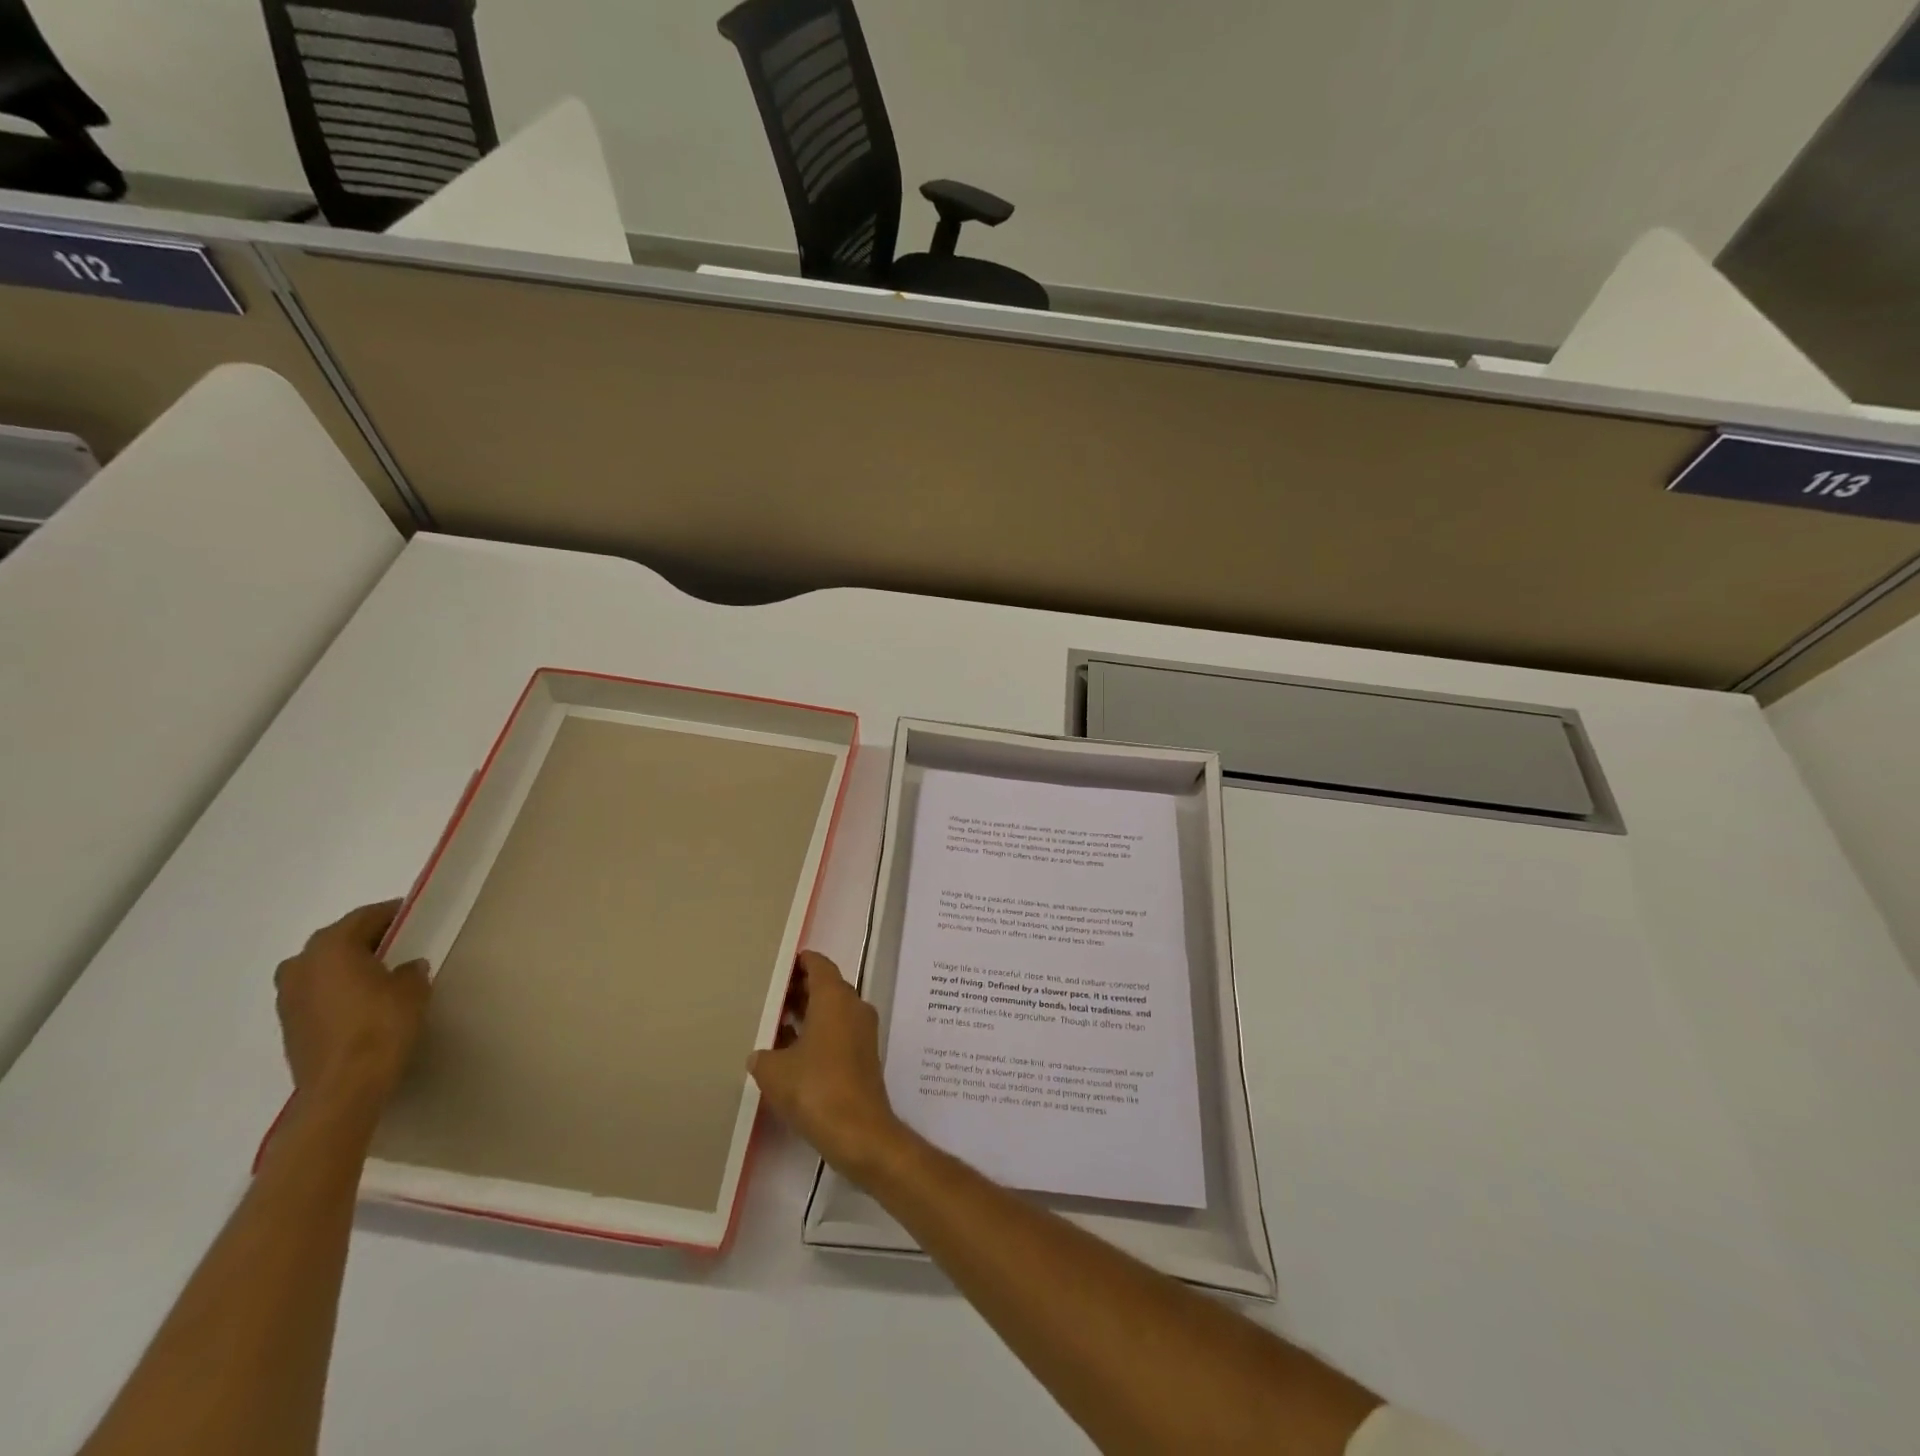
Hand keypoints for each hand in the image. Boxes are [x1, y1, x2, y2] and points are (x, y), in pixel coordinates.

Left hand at [274, 901, 431, 1116]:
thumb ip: (411, 970)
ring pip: (323, 966)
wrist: (343, 1088)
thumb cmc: (381, 1026)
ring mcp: (288, 996)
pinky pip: (317, 991)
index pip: (365, 917)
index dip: (392, 913)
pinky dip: (337, 988)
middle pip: (338, 939)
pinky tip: (361, 1000)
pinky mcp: (288, 1023)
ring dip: (348, 964)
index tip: (415, 916)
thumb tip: (406, 967)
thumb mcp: (412, 989)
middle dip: (367, 938)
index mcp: (331, 947)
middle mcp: (301, 964)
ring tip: (380, 973)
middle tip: (400, 943)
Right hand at [748, 951, 905, 1178]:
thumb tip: (761, 1054)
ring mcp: (863, 1032)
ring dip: (809, 1013)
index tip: (780, 966)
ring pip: (834, 1010)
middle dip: (801, 989)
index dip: (800, 962)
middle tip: (772, 996)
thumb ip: (764, 1055)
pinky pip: (839, 1031)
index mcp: (834, 997)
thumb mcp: (774, 1071)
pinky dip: (819, 1032)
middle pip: (827, 986)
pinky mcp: (864, 1056)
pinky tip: (793, 1052)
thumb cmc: (815, 1089)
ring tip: (777, 1023)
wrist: (859, 1131)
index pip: (819, 965)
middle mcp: (854, 1006)